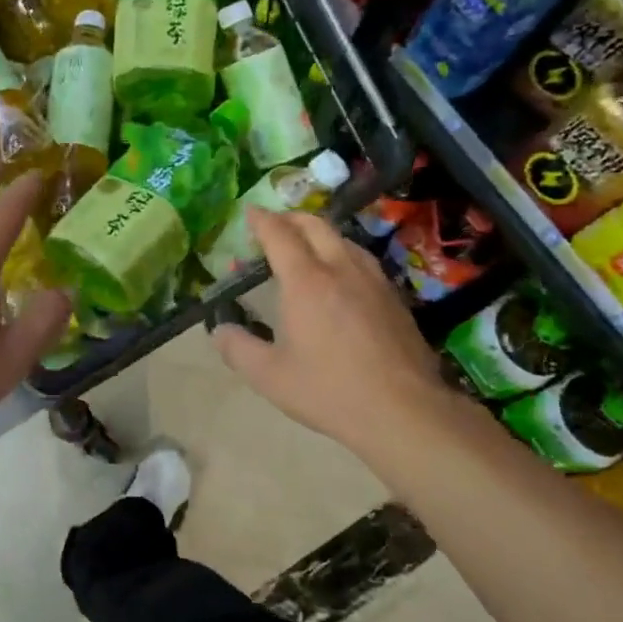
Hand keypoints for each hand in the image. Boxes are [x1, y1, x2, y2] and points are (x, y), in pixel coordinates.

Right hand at [210, 207, 467, 464]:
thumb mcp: (269, 376)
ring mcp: (374, 281)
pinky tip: (341, 276)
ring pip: (344, 240)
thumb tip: (219, 330)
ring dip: (319, 233)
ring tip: (306, 246)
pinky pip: (363, 260)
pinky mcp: (395, 298)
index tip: (249, 212)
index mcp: (306, 282)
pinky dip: (342, 253)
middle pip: (316, 226)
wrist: (403, 410)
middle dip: (291, 218)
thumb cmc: (329, 390)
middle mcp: (341, 269)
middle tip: (273, 225)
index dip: (262, 220)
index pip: (280, 235)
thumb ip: (237, 348)